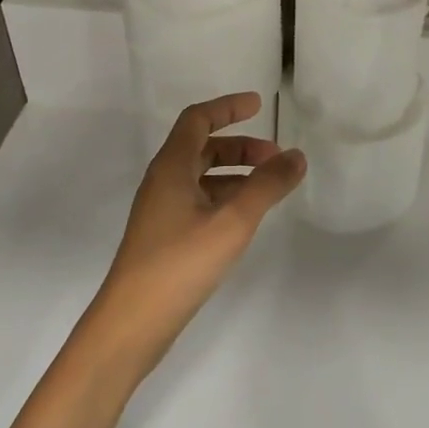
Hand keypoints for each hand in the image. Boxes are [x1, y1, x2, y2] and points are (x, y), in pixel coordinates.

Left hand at [83, 92, 305, 377]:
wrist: (132, 322)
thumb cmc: (180, 263)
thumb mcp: (232, 221)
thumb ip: (267, 186)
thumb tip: (296, 156)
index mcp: (171, 166)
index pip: (198, 119)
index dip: (227, 107)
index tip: (259, 105)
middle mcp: (162, 181)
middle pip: (201, 147)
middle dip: (239, 146)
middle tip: (275, 156)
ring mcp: (161, 210)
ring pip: (200, 176)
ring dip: (234, 173)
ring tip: (268, 187)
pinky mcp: (164, 236)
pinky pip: (197, 200)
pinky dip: (224, 196)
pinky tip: (244, 217)